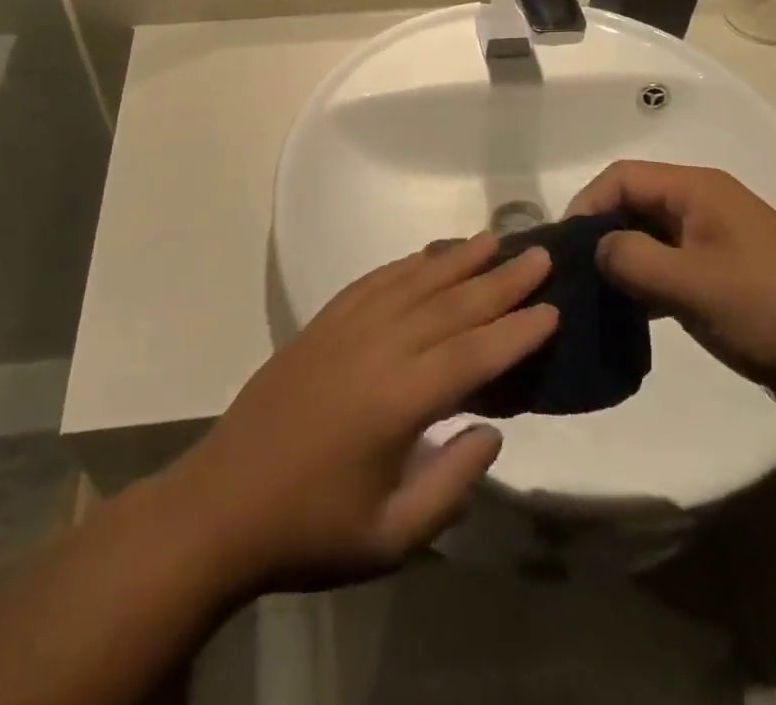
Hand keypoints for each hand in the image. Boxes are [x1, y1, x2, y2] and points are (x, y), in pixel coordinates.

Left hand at [163, 234, 556, 592]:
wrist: (222, 506)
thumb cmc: (311, 530)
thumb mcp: (391, 536)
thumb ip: (451, 484)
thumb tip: (492, 431)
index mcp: (398, 400)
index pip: (473, 353)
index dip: (517, 330)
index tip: (553, 308)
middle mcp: (376, 347)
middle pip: (450, 304)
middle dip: (500, 280)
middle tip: (540, 255)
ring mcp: (345, 328)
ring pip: (413, 282)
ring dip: (456, 258)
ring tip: (493, 239)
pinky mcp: (321, 323)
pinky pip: (373, 281)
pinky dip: (407, 264)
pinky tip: (427, 256)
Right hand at [571, 161, 775, 420]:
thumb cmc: (772, 310)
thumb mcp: (691, 283)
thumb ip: (631, 259)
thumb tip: (598, 250)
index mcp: (697, 190)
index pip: (621, 178)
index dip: (586, 205)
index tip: (565, 249)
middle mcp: (705, 206)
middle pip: (635, 204)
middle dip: (601, 234)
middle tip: (575, 277)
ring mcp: (719, 243)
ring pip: (652, 239)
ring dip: (624, 262)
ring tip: (596, 299)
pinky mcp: (729, 280)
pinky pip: (673, 268)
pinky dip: (649, 285)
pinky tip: (634, 316)